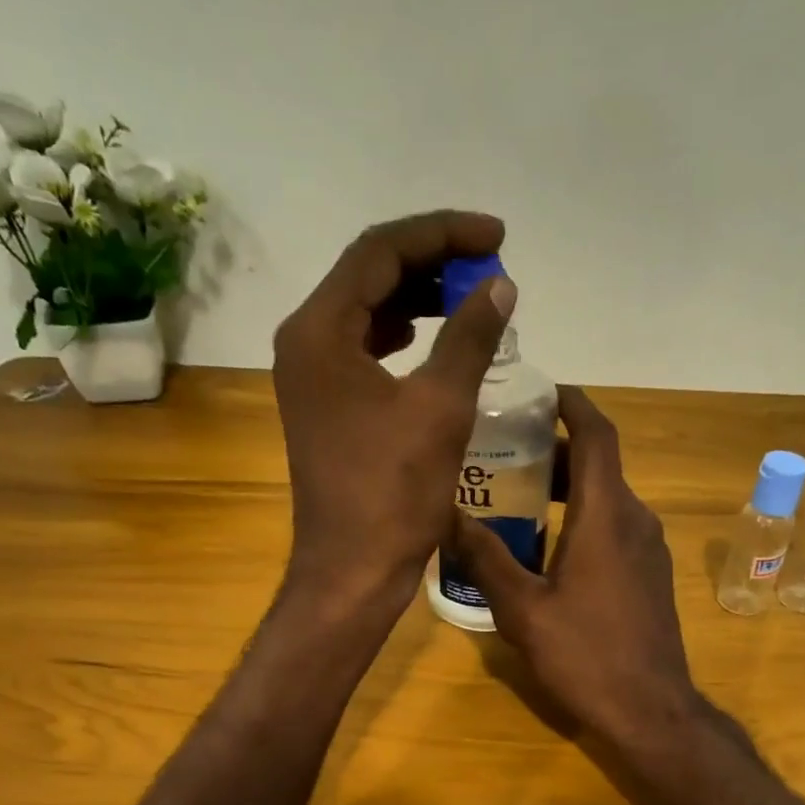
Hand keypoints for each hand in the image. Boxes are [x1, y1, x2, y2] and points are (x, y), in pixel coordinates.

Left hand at [272, 210, 516, 613]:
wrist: (353, 570)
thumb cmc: (393, 493)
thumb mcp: (440, 408)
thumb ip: (470, 337)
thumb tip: (499, 286)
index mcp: (319, 331)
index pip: (380, 251)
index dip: (443, 234)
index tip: (498, 238)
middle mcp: (304, 344)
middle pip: (368, 275)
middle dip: (432, 263)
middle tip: (489, 269)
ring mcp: (311, 379)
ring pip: (366, 313)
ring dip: (418, 299)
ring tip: (471, 300)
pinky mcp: (325, 408)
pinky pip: (364, 352)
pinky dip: (402, 338)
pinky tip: (434, 342)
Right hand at [451, 387, 698, 743]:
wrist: (650, 710)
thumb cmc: (585, 655)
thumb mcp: (522, 609)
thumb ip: (486, 558)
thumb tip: (448, 516)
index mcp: (607, 515)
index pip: (597, 434)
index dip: (572, 402)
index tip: (540, 390)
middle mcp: (636, 519)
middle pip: (600, 464)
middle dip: (557, 450)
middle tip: (507, 451)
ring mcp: (649, 549)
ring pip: (608, 497)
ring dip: (569, 487)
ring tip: (519, 496)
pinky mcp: (651, 575)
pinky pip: (616, 527)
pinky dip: (584, 518)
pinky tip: (549, 546)